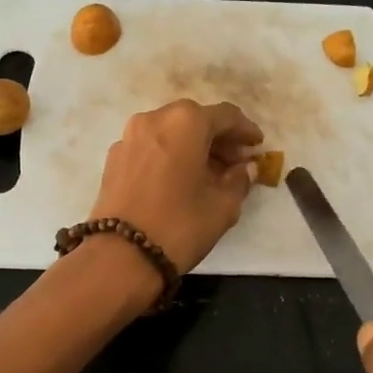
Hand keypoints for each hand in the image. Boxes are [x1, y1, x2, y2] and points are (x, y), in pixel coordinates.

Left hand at [89, 100, 262, 273]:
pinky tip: (179, 180)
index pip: (225, 116)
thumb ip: (239, 180)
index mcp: (186, 122)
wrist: (119, 256)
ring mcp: (129, 137)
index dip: (245, 130)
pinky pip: (151, 147)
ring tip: (209, 173)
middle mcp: (154, 119)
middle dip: (218, 138)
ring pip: (170, 132)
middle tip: (235, 162)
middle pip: (195, 120)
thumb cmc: (179, 225)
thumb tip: (245, 168)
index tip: (258, 146)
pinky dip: (169, 155)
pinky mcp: (114, 158)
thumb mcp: (223, 206)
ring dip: (192, 146)